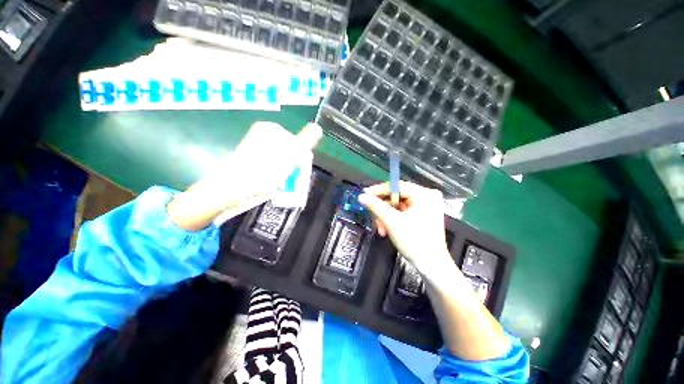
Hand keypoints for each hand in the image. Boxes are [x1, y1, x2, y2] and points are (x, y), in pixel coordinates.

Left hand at [169, 122, 322, 230]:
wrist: (229, 190)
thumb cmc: (262, 172)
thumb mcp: (289, 156)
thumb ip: (305, 142)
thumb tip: (318, 127)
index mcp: (272, 130)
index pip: (299, 145)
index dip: (301, 161)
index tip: (297, 173)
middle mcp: (263, 135)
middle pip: (289, 153)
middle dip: (292, 168)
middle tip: (287, 180)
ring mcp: (255, 147)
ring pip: (281, 161)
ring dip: (284, 173)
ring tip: (278, 184)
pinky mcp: (250, 159)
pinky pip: (271, 166)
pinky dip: (274, 175)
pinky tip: (269, 184)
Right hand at [361, 182, 509, 360]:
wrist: (436, 272)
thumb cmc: (419, 246)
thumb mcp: (393, 224)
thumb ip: (377, 207)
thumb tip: (361, 196)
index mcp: (425, 195)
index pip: (396, 185)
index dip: (379, 189)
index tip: (364, 195)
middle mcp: (426, 199)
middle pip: (396, 196)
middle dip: (382, 208)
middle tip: (374, 219)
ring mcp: (424, 209)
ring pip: (397, 206)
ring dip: (386, 217)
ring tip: (381, 229)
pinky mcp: (420, 219)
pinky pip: (400, 214)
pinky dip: (391, 221)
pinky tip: (387, 231)